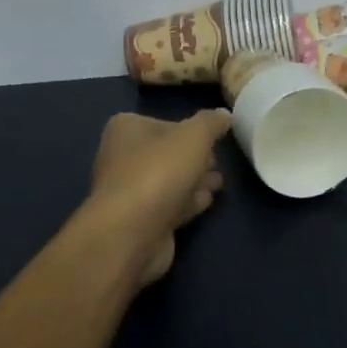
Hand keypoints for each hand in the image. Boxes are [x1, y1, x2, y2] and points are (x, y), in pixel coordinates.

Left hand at [89, 109, 232, 287]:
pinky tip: (207, 200)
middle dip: (195, 158)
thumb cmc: (159, 172)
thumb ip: (212, 123)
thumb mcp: (194, 136)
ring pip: (169, 180)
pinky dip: (187, 202)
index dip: (190, 130)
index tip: (214, 138)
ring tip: (219, 182)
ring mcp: (129, 191)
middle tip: (218, 161)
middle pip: (167, 153)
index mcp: (126, 129)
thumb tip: (224, 114)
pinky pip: (169, 204)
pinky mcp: (139, 220)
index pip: (164, 123)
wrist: (132, 232)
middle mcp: (122, 157)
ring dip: (195, 180)